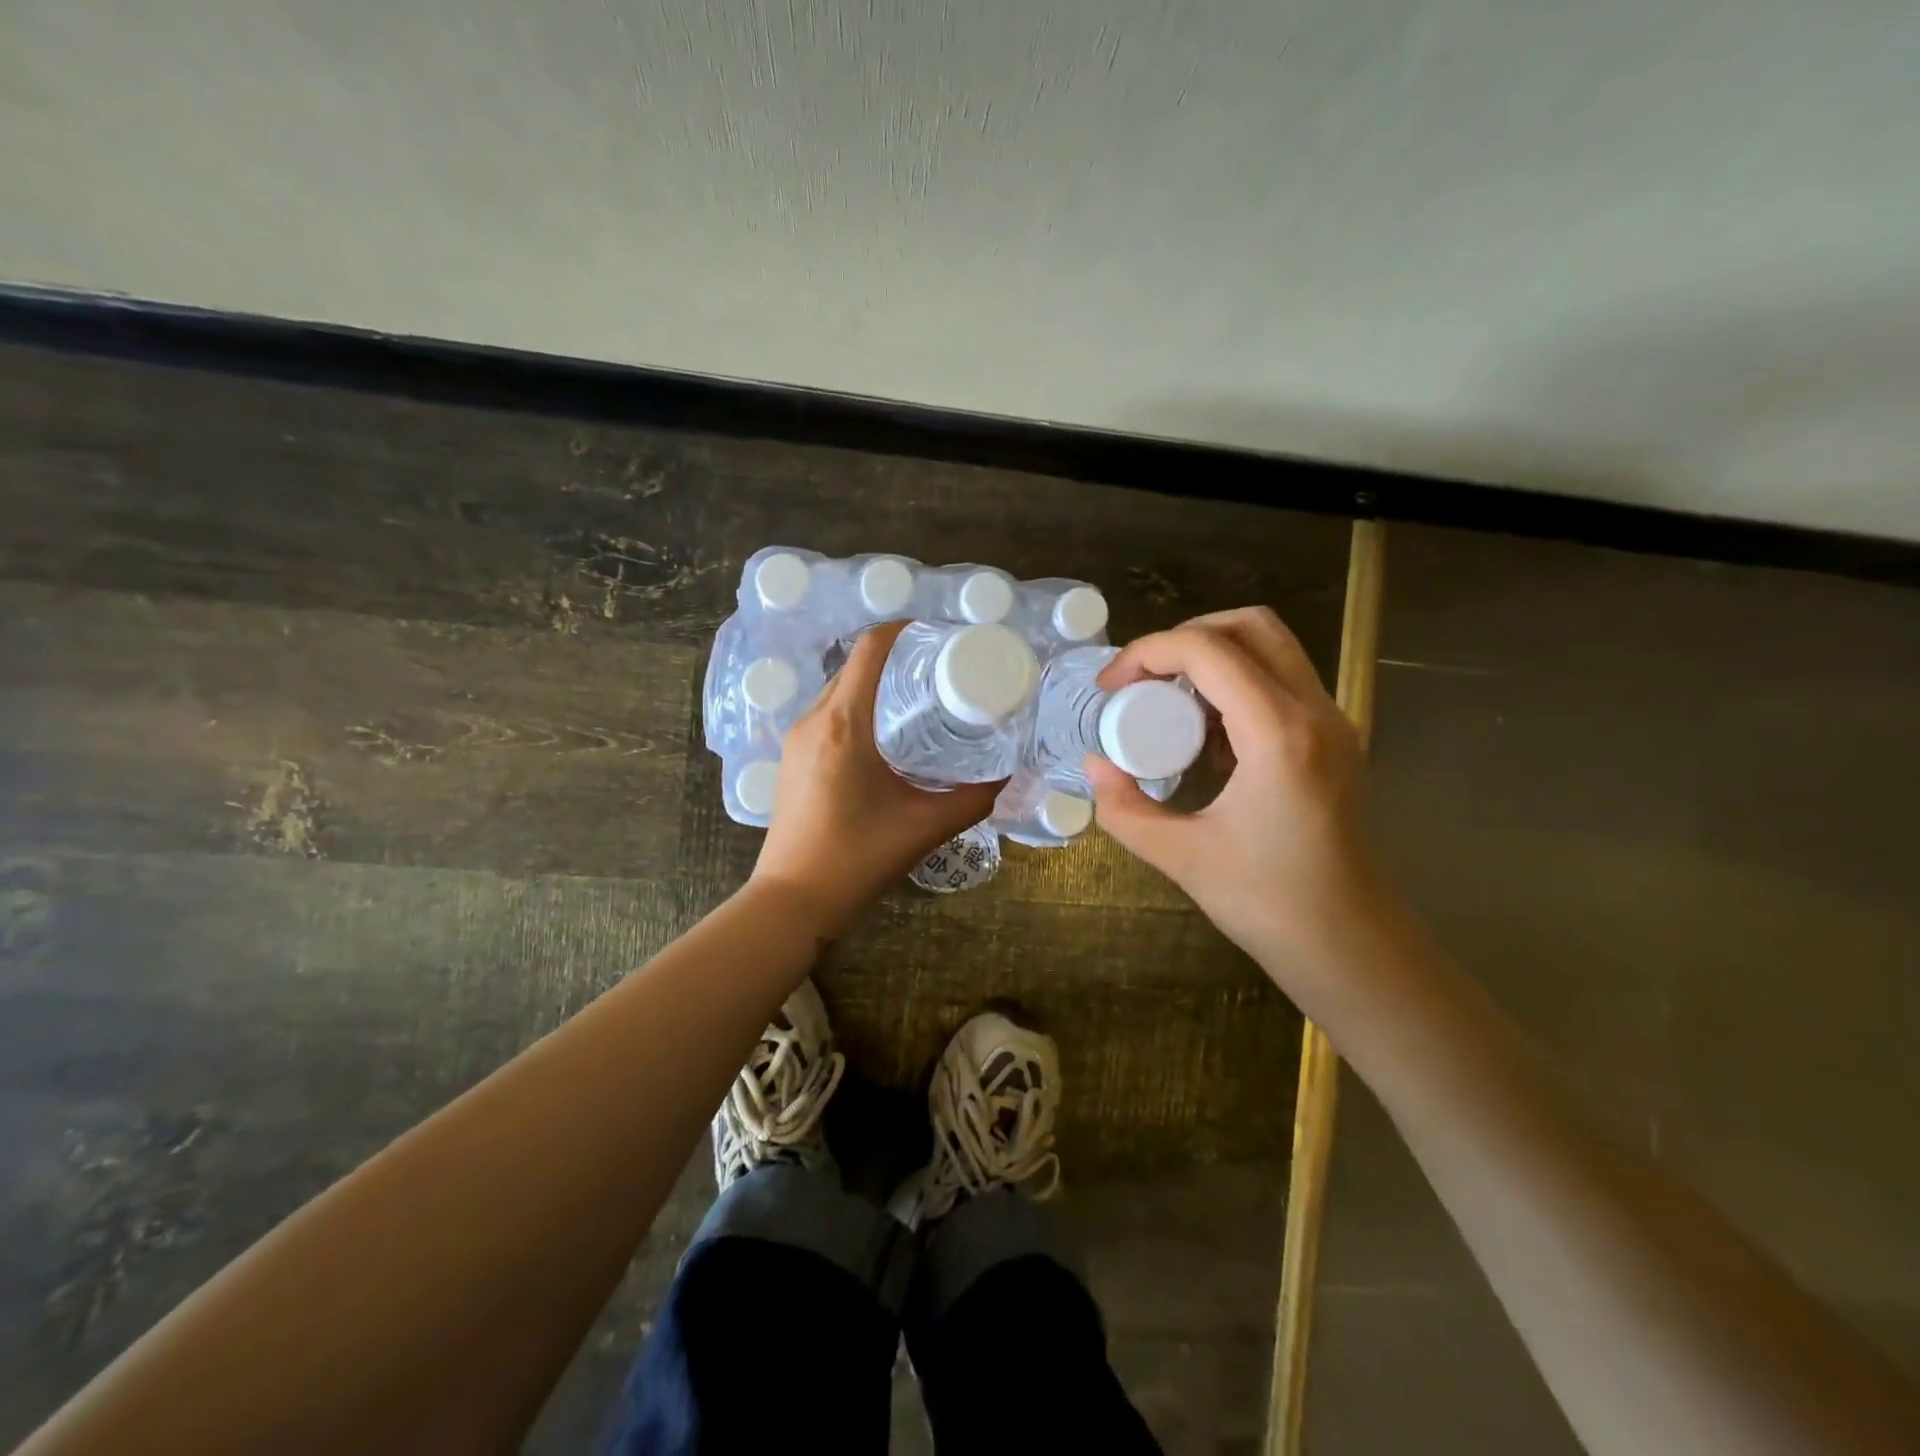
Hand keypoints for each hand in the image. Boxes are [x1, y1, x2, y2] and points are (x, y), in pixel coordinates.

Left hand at [751, 621, 1001, 936]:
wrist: (793, 901)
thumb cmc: (858, 859)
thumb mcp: (926, 826)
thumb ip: (974, 797)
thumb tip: (1008, 775)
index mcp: (845, 723)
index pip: (871, 648)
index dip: (906, 630)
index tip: (941, 640)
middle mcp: (815, 719)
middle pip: (856, 665)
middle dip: (898, 660)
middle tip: (942, 675)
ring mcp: (797, 738)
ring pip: (841, 690)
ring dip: (876, 686)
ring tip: (919, 703)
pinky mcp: (792, 758)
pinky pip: (829, 715)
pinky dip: (858, 710)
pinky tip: (887, 738)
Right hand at [1085, 607, 1390, 990]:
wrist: (1349, 945)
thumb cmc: (1268, 903)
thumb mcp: (1181, 857)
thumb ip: (1125, 808)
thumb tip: (1095, 765)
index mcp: (1279, 734)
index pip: (1208, 651)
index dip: (1148, 653)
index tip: (1110, 688)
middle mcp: (1314, 712)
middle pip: (1249, 626)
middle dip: (1184, 637)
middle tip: (1142, 679)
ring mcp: (1332, 722)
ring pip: (1270, 647)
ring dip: (1211, 658)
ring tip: (1168, 703)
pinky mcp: (1332, 738)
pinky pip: (1280, 681)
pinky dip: (1234, 684)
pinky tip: (1205, 734)